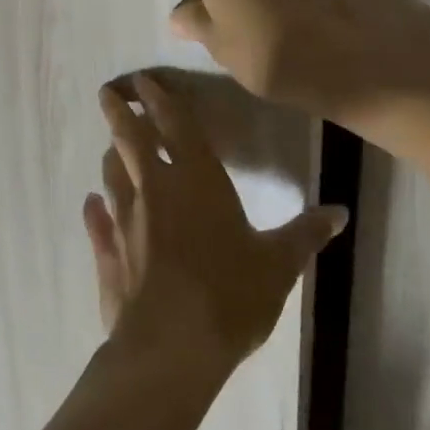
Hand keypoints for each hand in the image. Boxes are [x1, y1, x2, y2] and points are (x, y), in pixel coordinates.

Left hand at [81, 74, 347, 374]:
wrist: (171, 348)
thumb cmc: (230, 295)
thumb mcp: (278, 265)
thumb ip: (304, 234)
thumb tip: (340, 212)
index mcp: (197, 181)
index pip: (176, 126)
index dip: (160, 100)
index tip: (143, 80)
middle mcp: (155, 191)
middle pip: (131, 140)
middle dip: (120, 113)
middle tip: (108, 94)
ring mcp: (125, 222)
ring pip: (112, 176)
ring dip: (112, 157)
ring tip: (111, 147)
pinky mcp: (108, 255)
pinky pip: (97, 224)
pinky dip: (94, 210)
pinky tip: (90, 204)